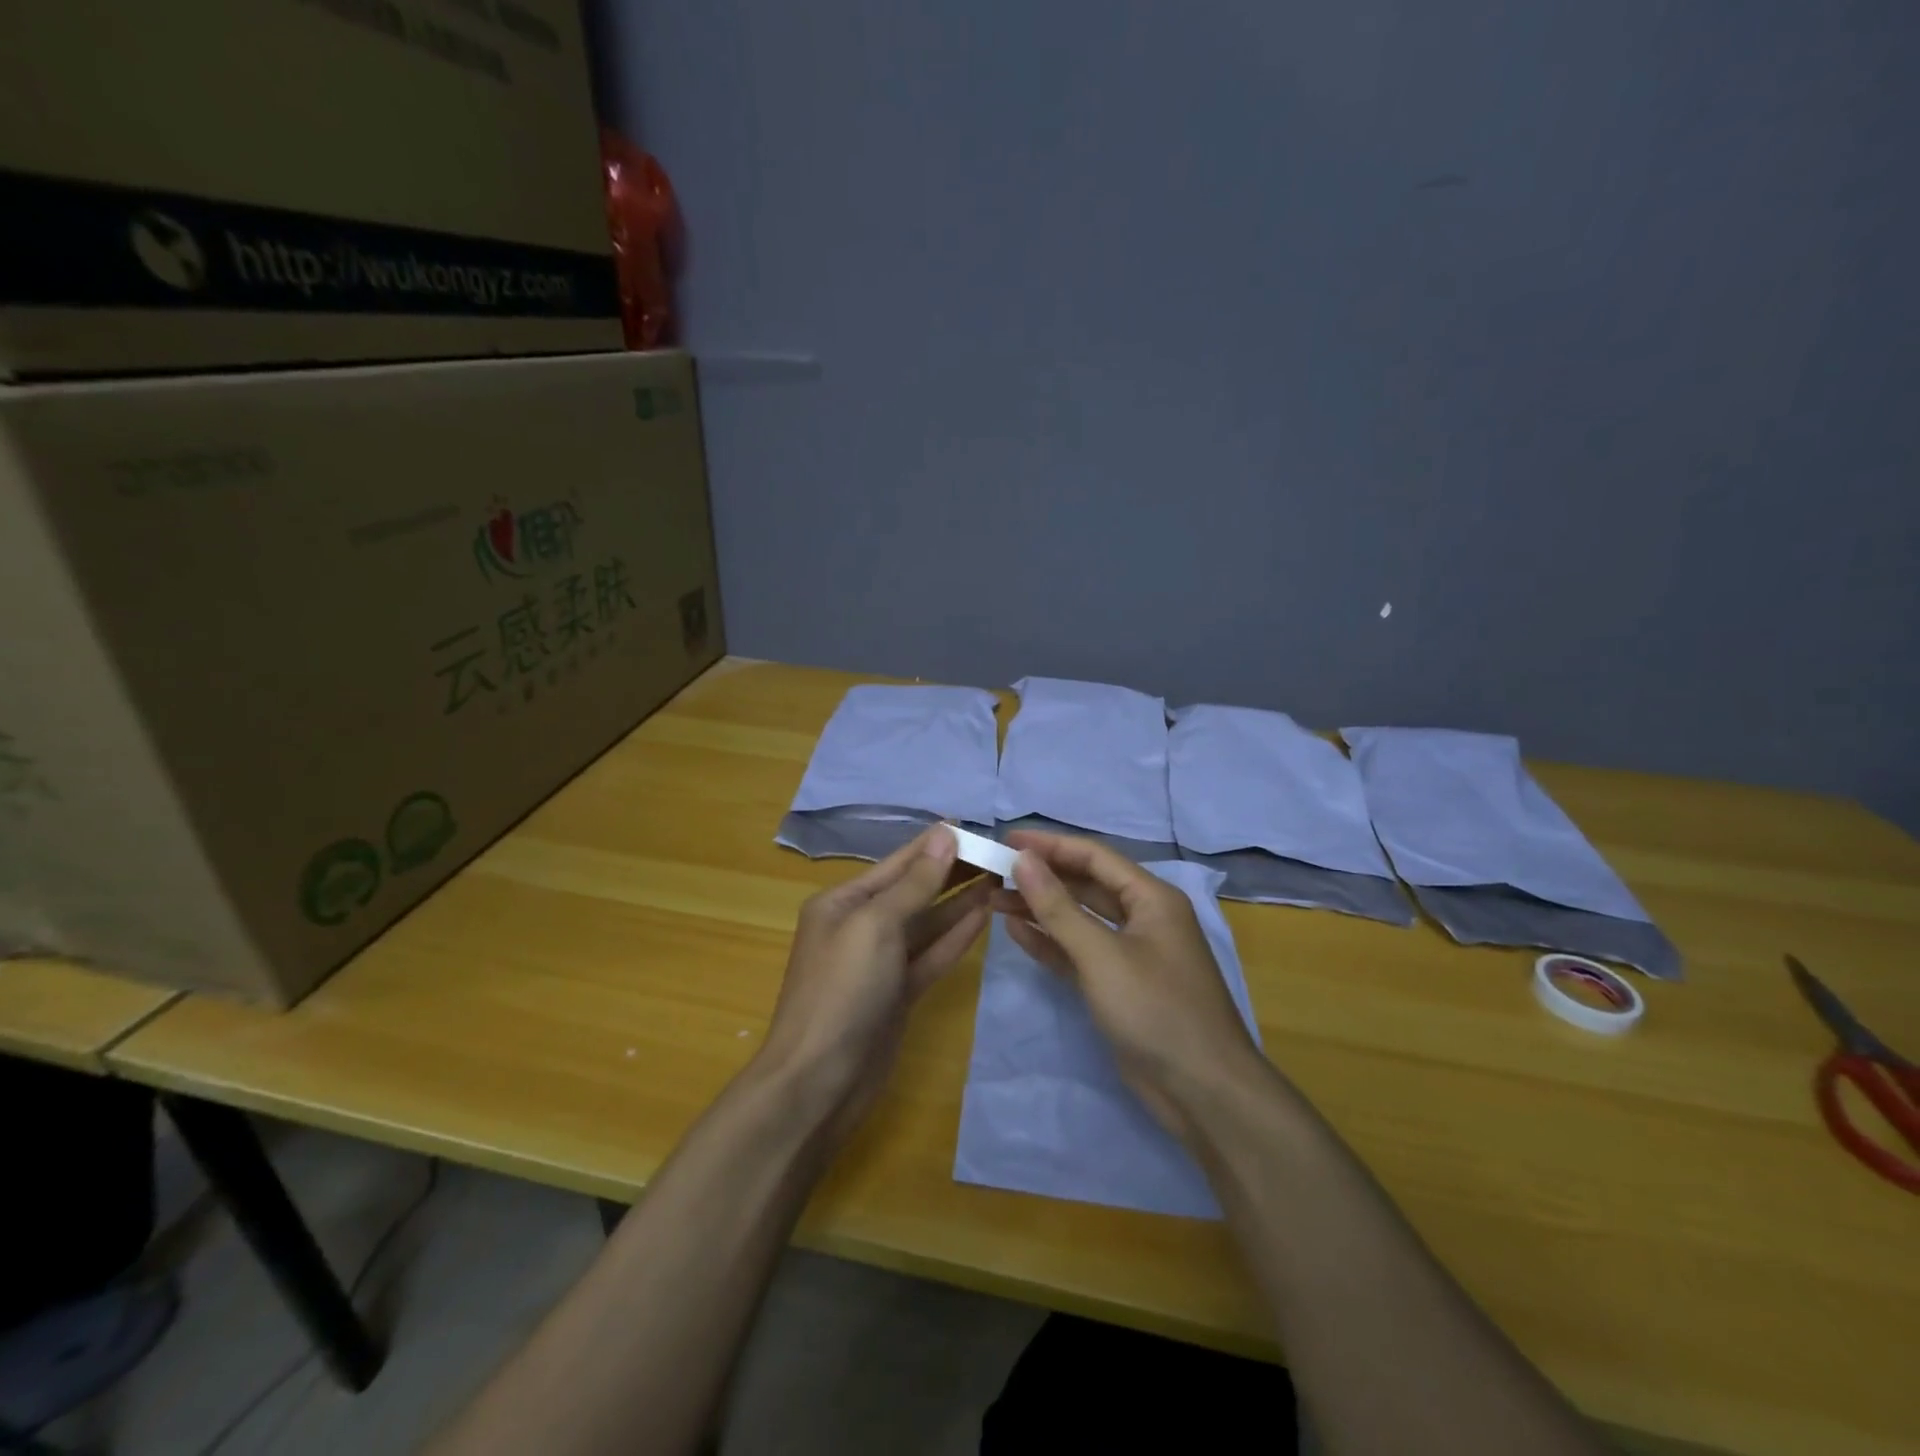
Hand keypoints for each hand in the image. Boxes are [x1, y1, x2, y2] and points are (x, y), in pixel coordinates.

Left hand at [761, 825, 990, 1136]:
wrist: (819, 1082)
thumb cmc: (842, 991)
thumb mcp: (875, 925)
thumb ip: (914, 883)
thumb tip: (944, 835)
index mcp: (843, 902)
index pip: (898, 863)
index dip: (935, 844)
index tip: (973, 825)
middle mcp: (860, 926)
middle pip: (914, 890)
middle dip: (952, 871)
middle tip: (997, 853)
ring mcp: (880, 962)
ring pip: (927, 923)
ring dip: (960, 902)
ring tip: (999, 879)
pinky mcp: (899, 993)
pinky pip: (931, 955)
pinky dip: (956, 937)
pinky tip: (984, 916)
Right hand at [994, 830, 1264, 1140]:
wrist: (1202, 1092)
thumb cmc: (1156, 1010)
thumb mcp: (1102, 955)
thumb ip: (1058, 907)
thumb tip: (1023, 860)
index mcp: (1151, 898)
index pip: (1094, 857)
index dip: (1050, 845)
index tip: (1007, 839)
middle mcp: (1143, 918)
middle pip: (1085, 885)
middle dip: (1042, 878)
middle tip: (995, 872)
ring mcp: (1131, 953)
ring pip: (1079, 920)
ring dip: (1040, 909)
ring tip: (994, 900)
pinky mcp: (1119, 986)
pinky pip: (1079, 953)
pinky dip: (1050, 943)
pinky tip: (1016, 932)